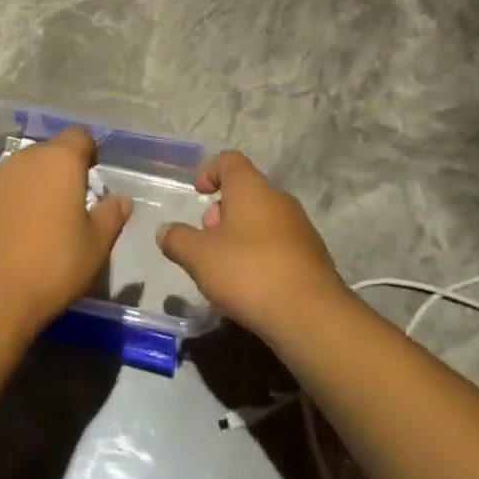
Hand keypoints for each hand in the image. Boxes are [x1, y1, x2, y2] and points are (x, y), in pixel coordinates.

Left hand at [0, 126, 131, 336]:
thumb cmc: (51, 265)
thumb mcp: (95, 246)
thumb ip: (111, 216)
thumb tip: (120, 200)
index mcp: (59, 160)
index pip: (79, 136)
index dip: (88, 151)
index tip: (92, 176)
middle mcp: (24, 159)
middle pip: (48, 152)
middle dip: (60, 170)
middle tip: (70, 204)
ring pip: (22, 171)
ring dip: (34, 187)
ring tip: (41, 223)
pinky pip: (0, 192)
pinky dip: (10, 204)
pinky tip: (12, 237)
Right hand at [156, 151, 348, 342]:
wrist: (311, 316)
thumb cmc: (248, 272)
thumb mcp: (199, 257)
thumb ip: (178, 240)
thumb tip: (165, 231)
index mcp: (251, 188)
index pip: (230, 161)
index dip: (211, 171)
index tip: (199, 193)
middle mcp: (279, 199)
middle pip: (246, 192)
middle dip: (223, 212)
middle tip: (207, 240)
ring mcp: (300, 228)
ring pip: (263, 220)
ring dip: (242, 235)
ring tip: (226, 268)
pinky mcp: (314, 258)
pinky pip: (280, 245)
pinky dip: (262, 256)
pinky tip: (252, 286)